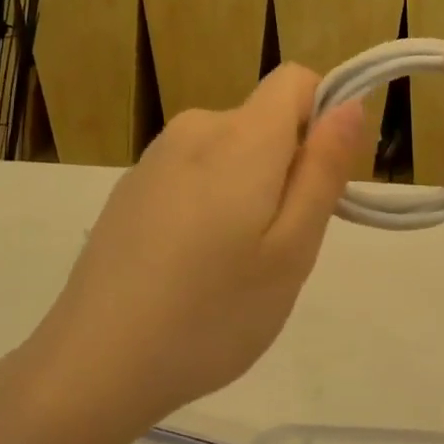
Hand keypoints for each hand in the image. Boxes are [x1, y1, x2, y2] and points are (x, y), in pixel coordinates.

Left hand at [9, 65, 362, 443]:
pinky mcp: (130, 187)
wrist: (94, 363)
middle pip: (264, 122)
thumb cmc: (211, 313)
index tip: (320, 182)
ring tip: (230, 266)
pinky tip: (187, 268)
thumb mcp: (291, 251)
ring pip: (230, 152)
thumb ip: (323, 170)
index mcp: (240, 136)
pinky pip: (193, 173)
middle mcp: (195, 128)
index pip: (296, 80)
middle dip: (286, 169)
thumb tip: (349, 104)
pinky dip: (208, 204)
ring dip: (248, 191)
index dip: (322, 118)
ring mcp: (155, 157)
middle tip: (275, 249)